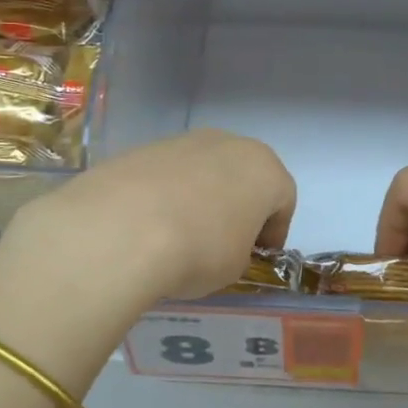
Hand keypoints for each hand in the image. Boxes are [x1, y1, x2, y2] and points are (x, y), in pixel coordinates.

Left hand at [0, 131, 295, 355]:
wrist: (124, 229)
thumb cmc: (200, 250)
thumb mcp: (235, 266)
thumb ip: (240, 248)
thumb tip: (222, 243)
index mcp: (264, 169)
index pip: (283, 200)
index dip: (274, 231)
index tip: (259, 256)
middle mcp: (229, 144)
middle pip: (244, 175)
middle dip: (239, 205)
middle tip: (225, 240)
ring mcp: (183, 141)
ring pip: (204, 170)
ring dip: (201, 197)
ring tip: (181, 234)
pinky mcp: (144, 148)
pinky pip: (168, 174)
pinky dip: (166, 195)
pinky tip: (150, 225)